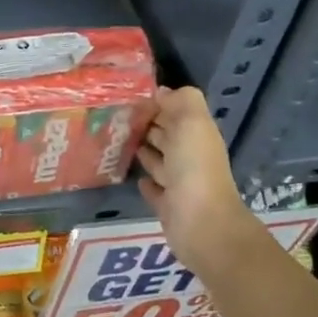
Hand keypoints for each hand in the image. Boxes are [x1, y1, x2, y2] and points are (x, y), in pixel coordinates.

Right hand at [135, 86, 255, 276]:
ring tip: (119, 143)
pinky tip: (134, 178)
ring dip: (145, 152)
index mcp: (198, 135)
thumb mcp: (192, 123)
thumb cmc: (194, 168)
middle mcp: (190, 157)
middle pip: (168, 136)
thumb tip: (161, 92)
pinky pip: (154, 190)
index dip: (158, 104)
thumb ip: (181, 102)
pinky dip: (146, 182)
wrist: (201, 224)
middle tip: (117, 119)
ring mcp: (179, 184)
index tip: (128, 98)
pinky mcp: (167, 207)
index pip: (177, 113)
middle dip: (148, 126)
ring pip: (159, 162)